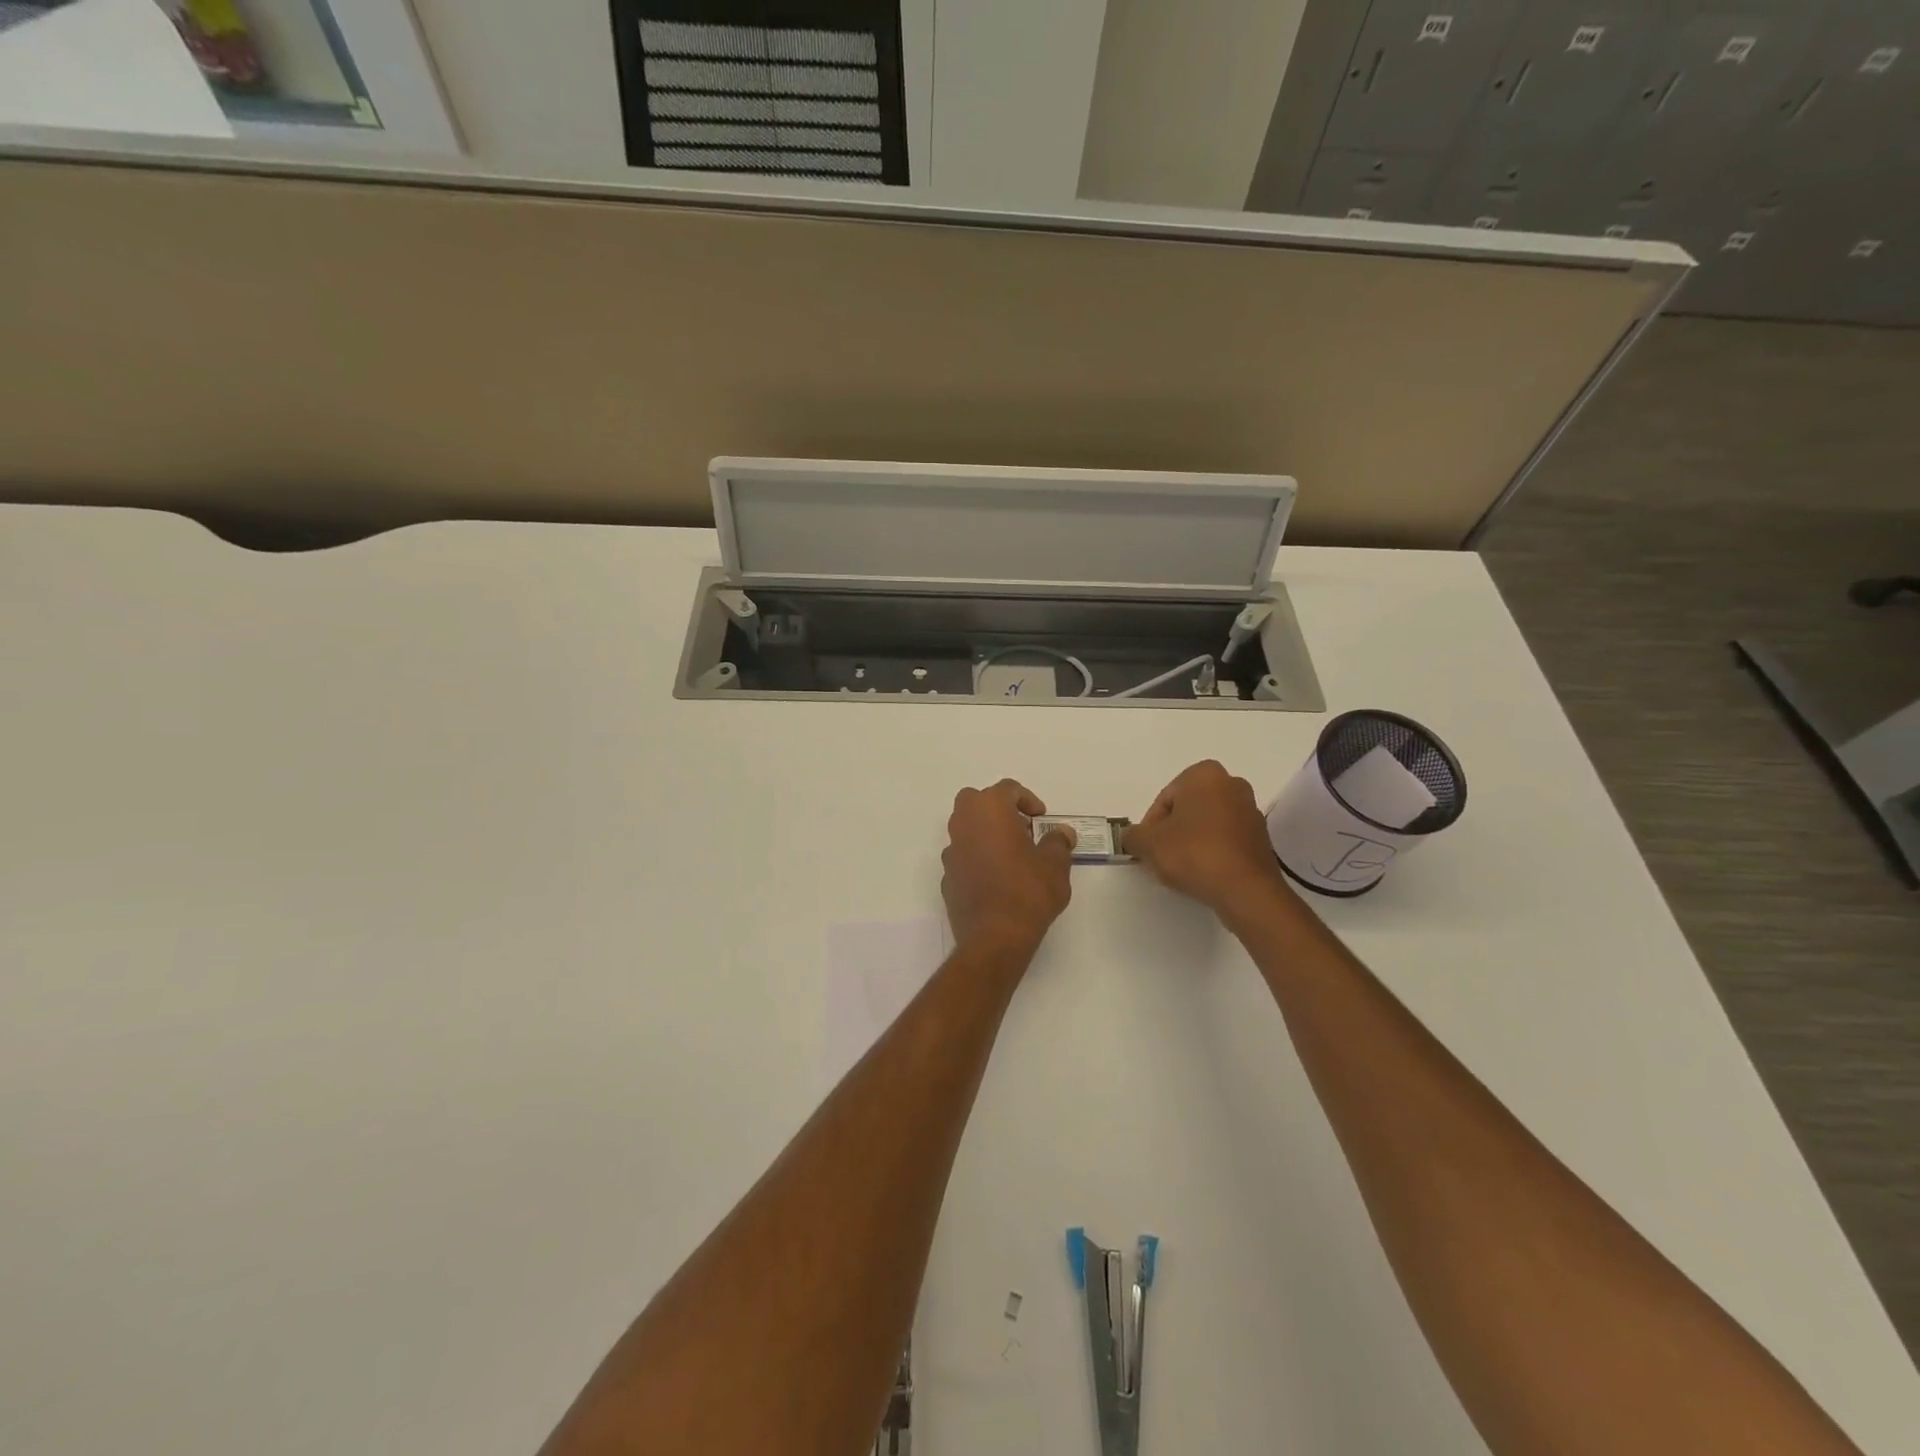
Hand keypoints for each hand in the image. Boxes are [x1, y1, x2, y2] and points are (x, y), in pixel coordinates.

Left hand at [941, 780, 1075, 954]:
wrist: (995, 936)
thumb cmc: (1028, 891)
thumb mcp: (1055, 864)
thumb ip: (1058, 843)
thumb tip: (1062, 834)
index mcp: (989, 810)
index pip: (1007, 789)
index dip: (1027, 799)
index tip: (1041, 818)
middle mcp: (964, 824)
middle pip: (976, 801)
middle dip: (997, 809)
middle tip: (1021, 829)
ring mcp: (951, 851)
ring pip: (966, 829)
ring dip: (985, 834)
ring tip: (1012, 856)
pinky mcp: (947, 877)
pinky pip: (963, 857)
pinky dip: (977, 859)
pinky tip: (996, 879)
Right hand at [1123, 760, 1293, 921]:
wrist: (1245, 889)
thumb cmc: (1193, 853)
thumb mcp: (1148, 844)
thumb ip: (1132, 835)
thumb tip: (1132, 837)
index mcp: (1204, 774)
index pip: (1165, 799)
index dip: (1151, 826)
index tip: (1148, 848)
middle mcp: (1232, 784)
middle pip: (1187, 809)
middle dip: (1172, 831)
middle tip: (1161, 857)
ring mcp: (1251, 811)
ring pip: (1208, 824)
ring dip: (1192, 841)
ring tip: (1182, 868)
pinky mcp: (1262, 837)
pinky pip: (1226, 839)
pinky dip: (1213, 851)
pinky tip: (1204, 873)